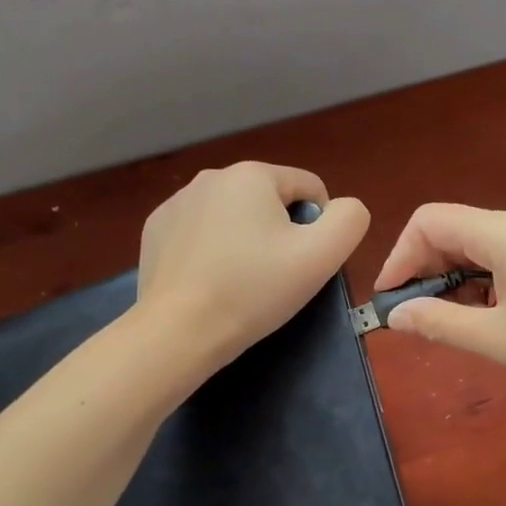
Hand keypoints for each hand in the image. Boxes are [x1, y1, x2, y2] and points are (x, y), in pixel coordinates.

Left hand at [138, 162, 369, 370]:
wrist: (179, 331)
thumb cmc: (254, 290)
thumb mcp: (322, 255)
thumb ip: (350, 219)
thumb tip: (343, 208)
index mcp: (253, 174)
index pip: (309, 188)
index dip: (319, 226)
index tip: (304, 263)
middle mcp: (212, 176)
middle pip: (270, 201)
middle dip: (279, 232)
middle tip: (274, 276)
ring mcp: (177, 202)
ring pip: (234, 216)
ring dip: (245, 240)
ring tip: (240, 282)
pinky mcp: (155, 229)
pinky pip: (201, 231)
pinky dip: (211, 250)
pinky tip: (208, 281)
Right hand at [373, 204, 505, 406]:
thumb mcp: (502, 341)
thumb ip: (441, 324)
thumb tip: (397, 316)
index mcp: (503, 232)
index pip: (429, 221)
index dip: (400, 257)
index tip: (390, 301)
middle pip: (455, 229)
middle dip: (427, 269)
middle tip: (419, 318)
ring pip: (483, 244)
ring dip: (458, 278)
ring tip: (457, 324)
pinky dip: (488, 279)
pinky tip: (497, 315)